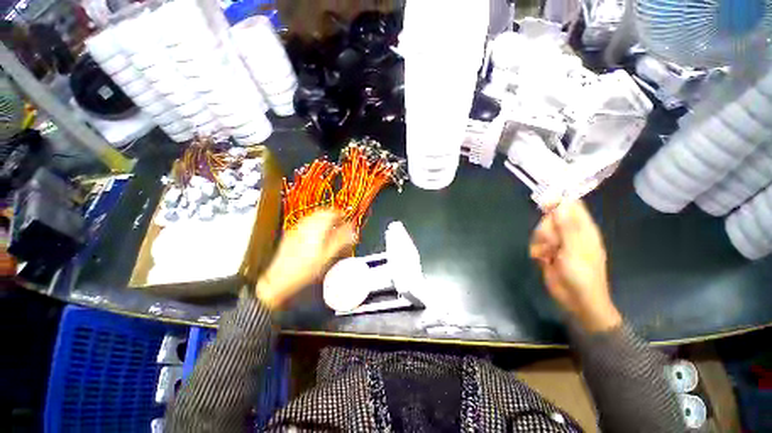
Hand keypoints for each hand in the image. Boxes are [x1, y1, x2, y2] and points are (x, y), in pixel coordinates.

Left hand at [256, 210, 355, 309]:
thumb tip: (351, 230)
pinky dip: (314, 222)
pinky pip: (305, 222)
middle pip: (321, 212)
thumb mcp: (327, 256)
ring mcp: (297, 229)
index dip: (340, 214)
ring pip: (312, 216)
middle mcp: (306, 226)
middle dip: (331, 214)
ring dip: (322, 217)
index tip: (345, 217)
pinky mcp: (291, 233)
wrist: (280, 278)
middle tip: (339, 220)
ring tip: (329, 225)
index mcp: (316, 229)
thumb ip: (341, 240)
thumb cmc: (305, 270)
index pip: (331, 213)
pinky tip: (316, 231)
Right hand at [529, 200, 621, 332]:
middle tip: (551, 242)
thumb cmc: (582, 275)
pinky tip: (543, 259)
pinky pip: (535, 242)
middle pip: (550, 218)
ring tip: (548, 254)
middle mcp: (570, 232)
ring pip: (540, 230)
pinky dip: (536, 250)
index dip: (557, 201)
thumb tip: (560, 203)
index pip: (571, 205)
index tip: (543, 204)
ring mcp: (558, 242)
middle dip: (546, 229)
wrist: (576, 300)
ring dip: (540, 241)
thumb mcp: (575, 249)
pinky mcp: (547, 251)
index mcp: (583, 228)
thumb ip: (567, 225)